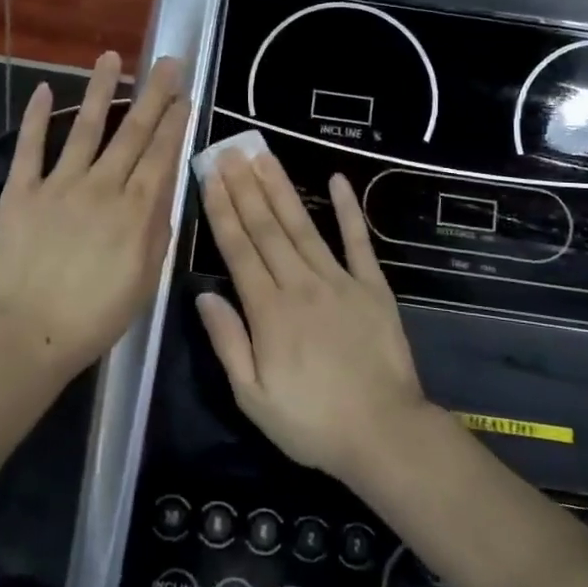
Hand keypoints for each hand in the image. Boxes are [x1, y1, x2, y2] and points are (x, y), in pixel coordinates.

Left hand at [0, 51, 187, 375]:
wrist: (27, 335)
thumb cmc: (94, 318)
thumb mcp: (144, 281)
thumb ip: (156, 232)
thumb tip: (165, 191)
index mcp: (135, 211)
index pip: (160, 154)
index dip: (174, 121)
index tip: (184, 94)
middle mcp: (102, 186)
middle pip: (132, 132)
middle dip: (152, 94)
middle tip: (166, 62)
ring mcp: (59, 184)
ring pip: (85, 127)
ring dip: (100, 90)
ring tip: (110, 57)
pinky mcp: (22, 191)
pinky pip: (31, 148)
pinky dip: (37, 118)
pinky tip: (44, 89)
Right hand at [195, 151, 428, 482]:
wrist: (384, 434)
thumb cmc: (312, 422)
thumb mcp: (253, 396)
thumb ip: (228, 341)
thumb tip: (203, 294)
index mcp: (268, 311)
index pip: (239, 249)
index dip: (222, 210)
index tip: (210, 177)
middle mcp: (299, 284)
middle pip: (266, 228)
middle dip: (245, 187)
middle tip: (231, 152)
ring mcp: (339, 281)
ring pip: (302, 226)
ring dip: (280, 189)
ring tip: (263, 157)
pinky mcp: (372, 287)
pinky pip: (358, 242)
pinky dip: (349, 210)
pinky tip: (337, 181)